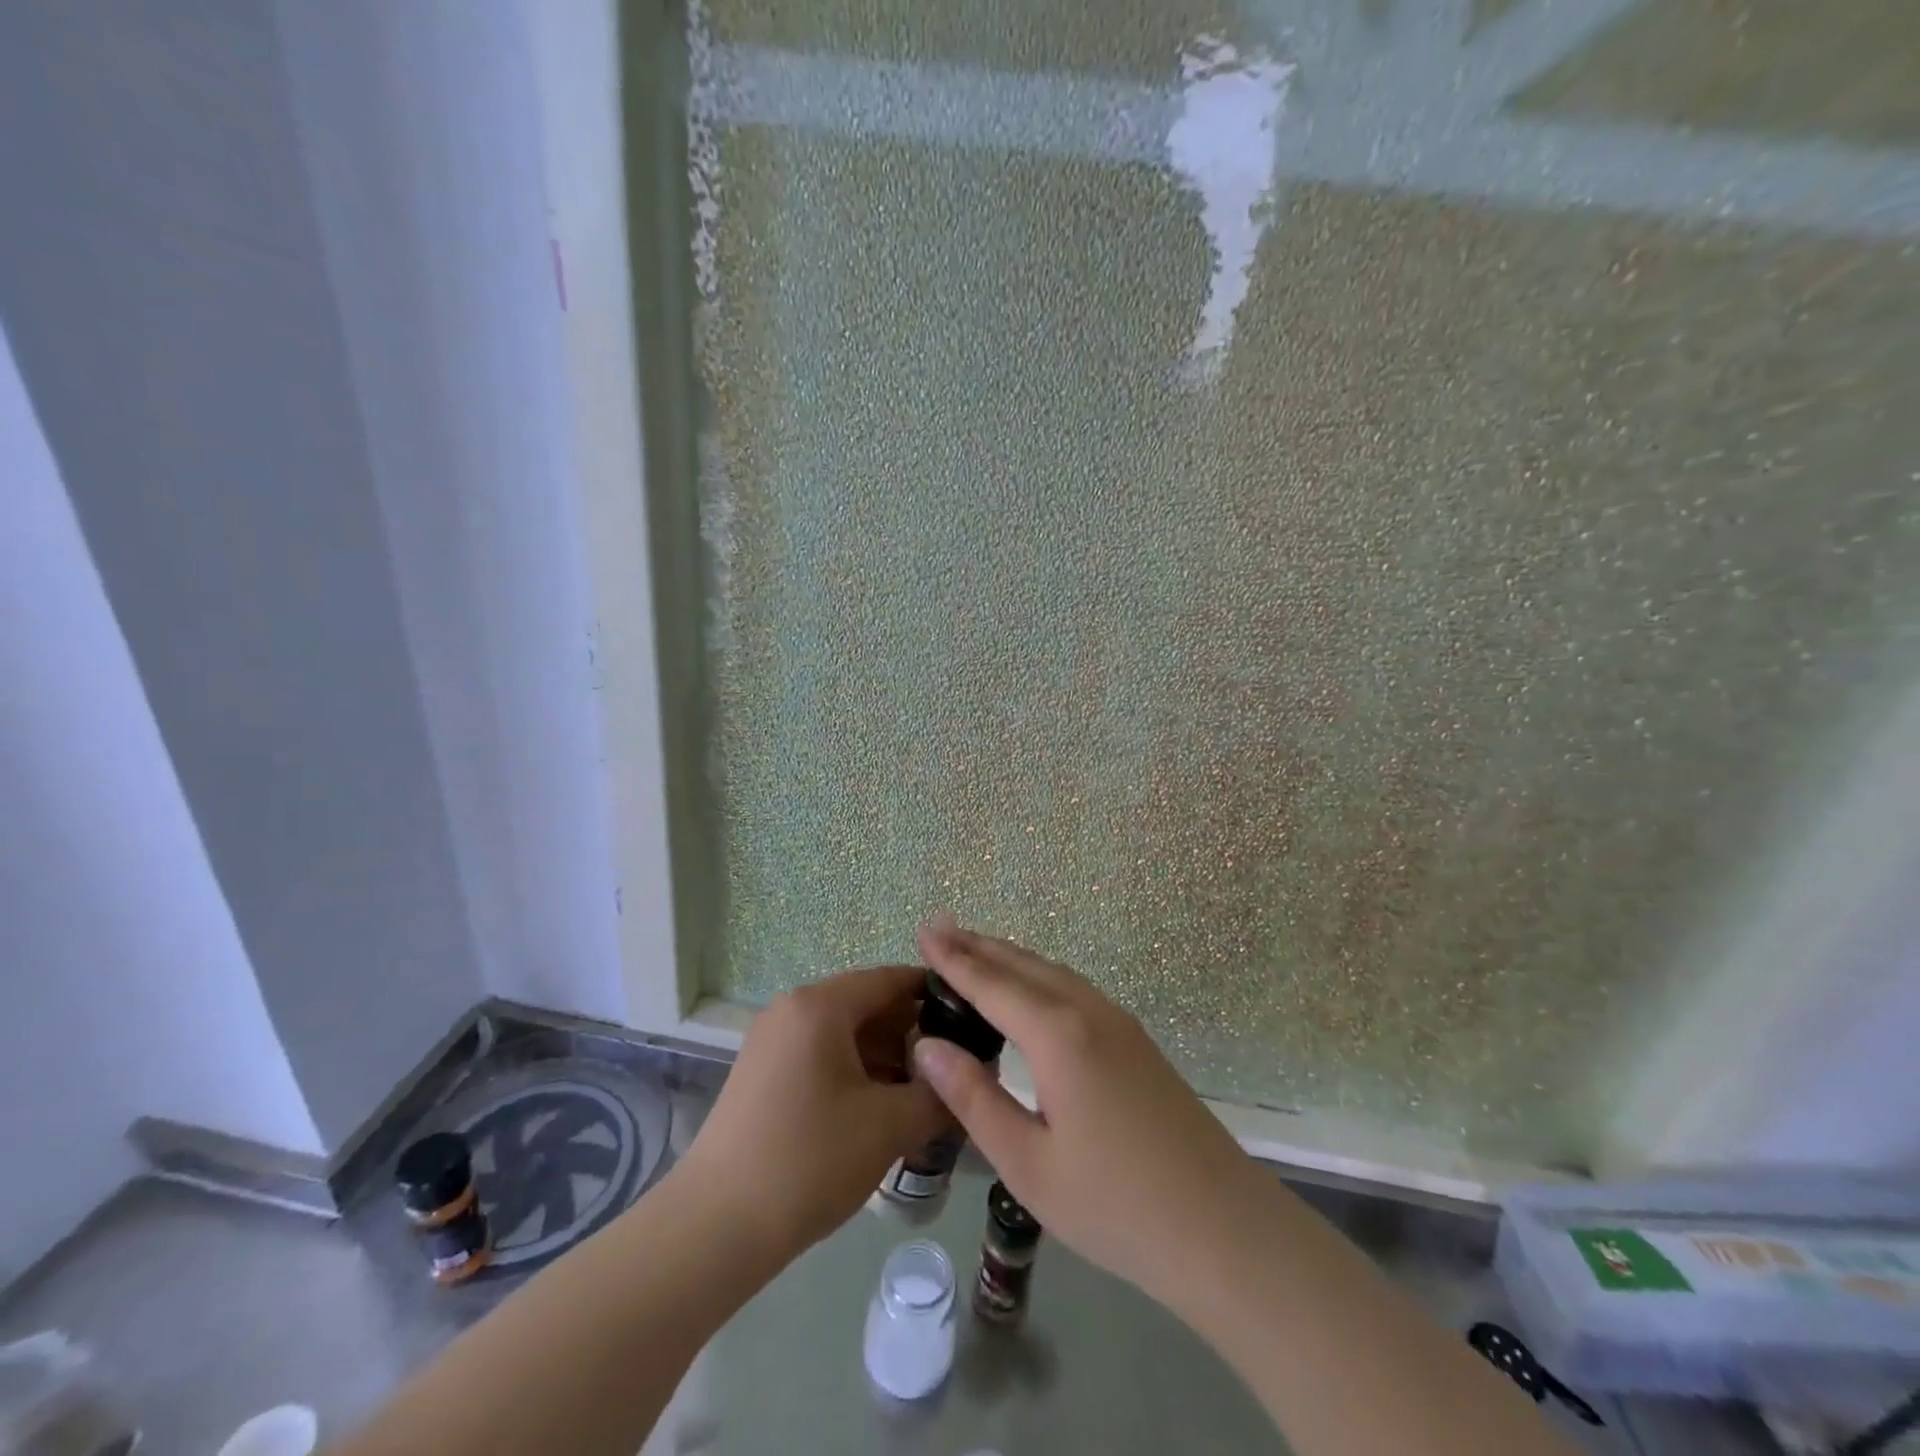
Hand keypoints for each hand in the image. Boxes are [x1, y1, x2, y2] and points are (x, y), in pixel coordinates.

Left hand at [674, 966, 947, 1264]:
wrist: (715, 1228)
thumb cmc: (809, 1160)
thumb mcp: (888, 1126)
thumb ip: (940, 1093)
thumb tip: (977, 1075)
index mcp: (821, 1005)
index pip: (892, 979)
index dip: (937, 996)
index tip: (974, 1021)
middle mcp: (793, 1009)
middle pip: (869, 1005)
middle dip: (915, 1035)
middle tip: (954, 1070)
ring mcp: (773, 1041)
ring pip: (847, 1034)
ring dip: (888, 1059)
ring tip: (925, 1097)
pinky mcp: (763, 1074)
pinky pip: (823, 1056)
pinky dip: (857, 1074)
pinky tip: (882, 1111)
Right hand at [911, 916, 1269, 1306]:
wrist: (1223, 1229)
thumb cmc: (1115, 1205)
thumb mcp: (1027, 1163)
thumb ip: (974, 1097)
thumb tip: (927, 1045)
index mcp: (1057, 1035)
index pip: (991, 983)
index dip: (954, 958)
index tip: (923, 930)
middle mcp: (1087, 1011)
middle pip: (1023, 965)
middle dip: (978, 945)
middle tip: (940, 929)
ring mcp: (1119, 1022)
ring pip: (1052, 972)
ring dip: (1010, 958)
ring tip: (975, 951)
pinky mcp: (1136, 1041)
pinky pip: (1074, 988)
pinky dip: (1039, 976)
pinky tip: (1031, 992)